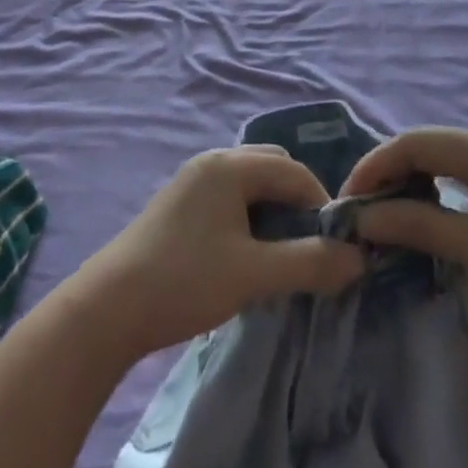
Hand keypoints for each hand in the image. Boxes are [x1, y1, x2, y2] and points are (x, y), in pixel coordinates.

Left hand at [71, 146, 363, 362]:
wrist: (108, 307)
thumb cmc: (185, 281)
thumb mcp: (254, 275)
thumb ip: (309, 264)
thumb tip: (359, 259)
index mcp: (230, 166)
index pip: (294, 171)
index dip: (322, 205)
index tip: (335, 247)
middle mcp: (212, 161)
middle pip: (272, 167)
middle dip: (298, 201)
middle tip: (309, 246)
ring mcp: (193, 180)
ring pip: (250, 183)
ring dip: (273, 209)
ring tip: (283, 253)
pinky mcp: (180, 202)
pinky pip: (230, 195)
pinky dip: (250, 215)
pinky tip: (248, 252)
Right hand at [340, 127, 467, 342]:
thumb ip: (422, 227)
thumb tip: (365, 220)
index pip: (414, 143)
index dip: (375, 167)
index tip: (347, 202)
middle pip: (427, 144)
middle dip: (389, 172)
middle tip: (362, 211)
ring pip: (444, 156)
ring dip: (411, 179)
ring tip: (387, 214)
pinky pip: (464, 170)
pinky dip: (437, 187)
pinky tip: (428, 212)